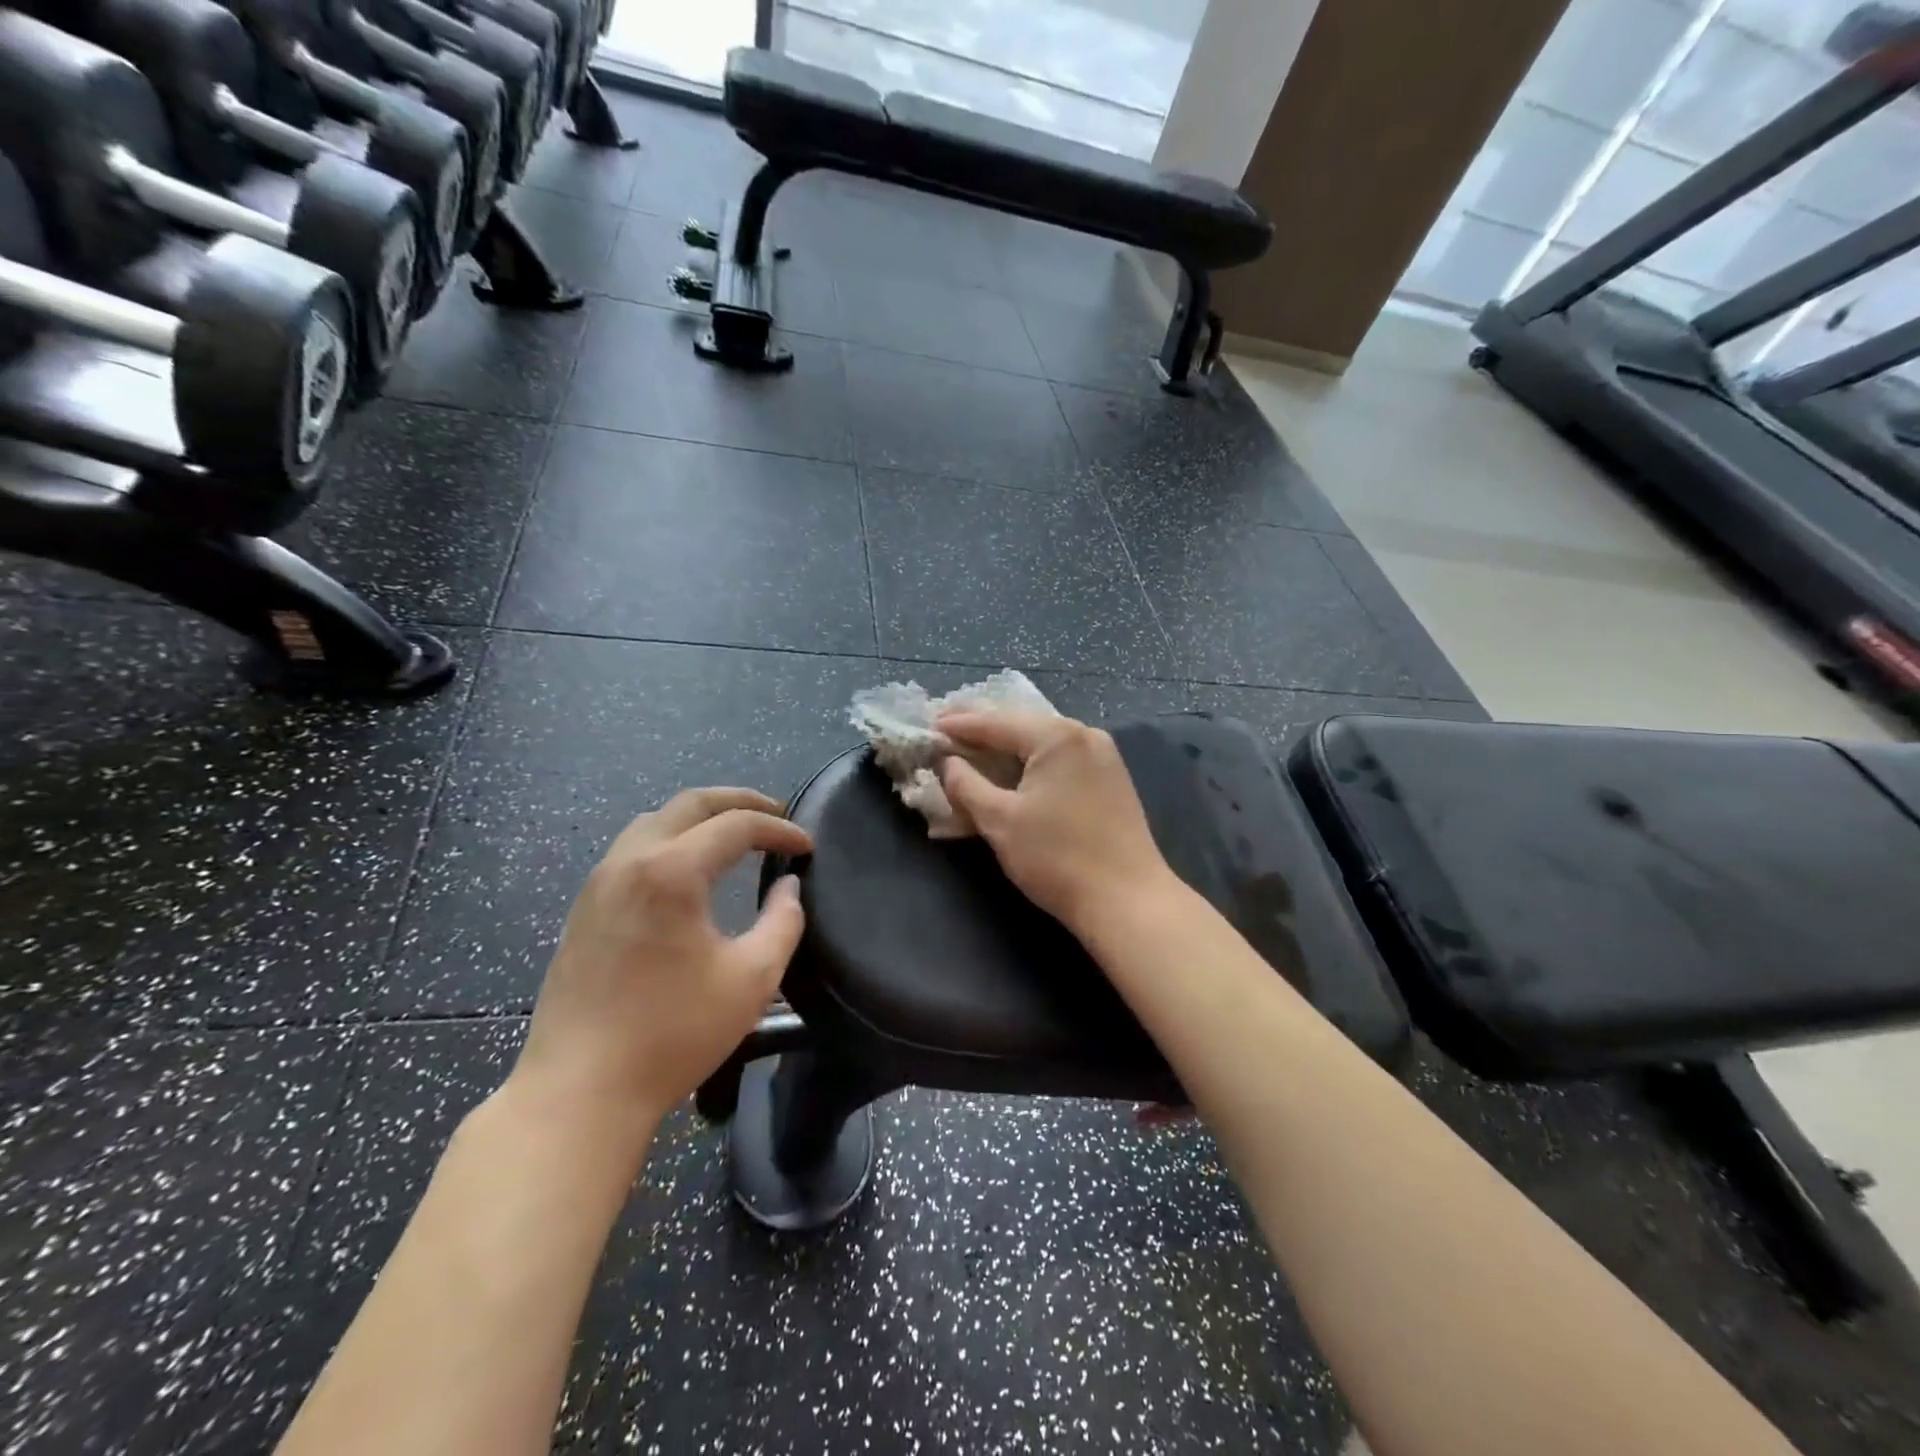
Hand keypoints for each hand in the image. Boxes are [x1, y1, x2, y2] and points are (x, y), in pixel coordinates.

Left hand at [509, 788, 811, 1141]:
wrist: (580, 1090)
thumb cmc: (673, 1034)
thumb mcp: (752, 979)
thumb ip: (783, 922)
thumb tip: (788, 887)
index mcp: (671, 872)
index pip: (736, 826)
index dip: (779, 830)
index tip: (807, 847)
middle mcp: (630, 861)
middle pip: (689, 804)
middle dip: (739, 801)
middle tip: (775, 813)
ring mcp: (599, 882)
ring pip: (655, 821)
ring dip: (700, 818)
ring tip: (734, 835)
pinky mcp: (584, 908)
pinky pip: (632, 849)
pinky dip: (670, 840)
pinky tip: (688, 870)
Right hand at [937, 711, 1175, 934]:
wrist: (1128, 900)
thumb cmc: (1057, 858)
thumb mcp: (999, 821)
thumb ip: (966, 785)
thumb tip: (948, 763)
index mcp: (1056, 736)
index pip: (996, 722)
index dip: (959, 725)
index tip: (929, 726)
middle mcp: (1083, 734)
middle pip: (1021, 723)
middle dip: (982, 726)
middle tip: (946, 727)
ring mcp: (1103, 754)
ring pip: (1042, 739)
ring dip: (1007, 742)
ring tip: (973, 744)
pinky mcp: (1111, 777)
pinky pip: (1061, 755)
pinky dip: (1031, 758)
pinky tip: (1013, 764)